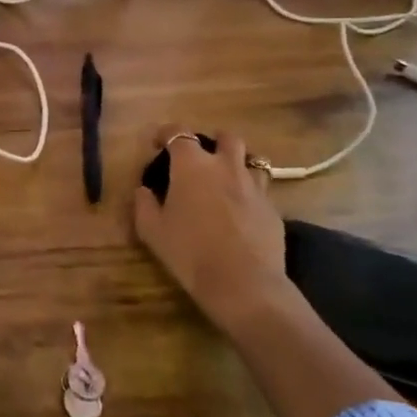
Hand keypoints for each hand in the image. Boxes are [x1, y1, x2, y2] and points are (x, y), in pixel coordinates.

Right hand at [132, 127, 291, 337]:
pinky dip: (249, 193)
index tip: (157, 144)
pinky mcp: (272, 208)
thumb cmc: (189, 252)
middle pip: (225, 137)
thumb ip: (143, 204)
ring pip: (251, 160)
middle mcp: (226, 166)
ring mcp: (254, 186)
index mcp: (192, 166)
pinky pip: (261, 190)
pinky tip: (241, 213)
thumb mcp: (152, 231)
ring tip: (226, 181)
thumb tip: (143, 190)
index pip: (178, 133)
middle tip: (200, 159)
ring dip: (237, 164)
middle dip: (212, 141)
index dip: (165, 134)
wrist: (243, 284)